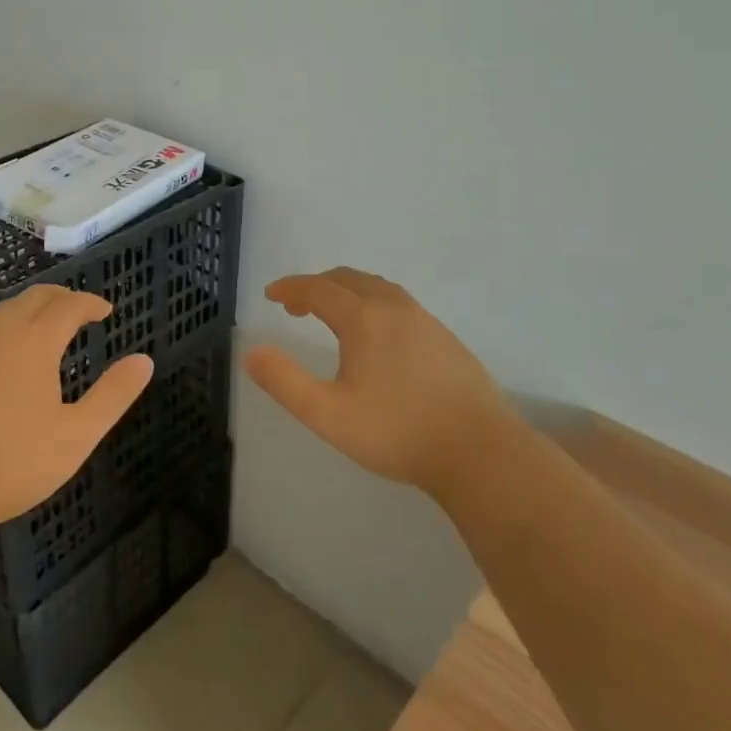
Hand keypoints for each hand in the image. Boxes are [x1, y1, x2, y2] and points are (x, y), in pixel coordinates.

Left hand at [0, 285, 153, 536]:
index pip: (68, 305)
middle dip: (61, 298)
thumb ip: (113, 395)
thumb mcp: (75, 436)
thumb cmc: (11, 463)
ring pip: (4, 312)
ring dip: (31, 310)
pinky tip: (5, 357)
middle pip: (34, 297)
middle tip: (80, 311)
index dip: (90, 303)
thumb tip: (144, 361)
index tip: (106, 311)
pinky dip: (5, 329)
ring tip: (46, 328)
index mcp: (34, 343)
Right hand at [246, 268, 519, 500]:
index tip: (271, 294)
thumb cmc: (397, 432)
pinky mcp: (444, 336)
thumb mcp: (328, 414)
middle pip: (347, 279)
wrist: (479, 451)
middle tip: (296, 306)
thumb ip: (285, 382)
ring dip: (346, 290)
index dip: (291, 288)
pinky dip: (372, 301)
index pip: (317, 289)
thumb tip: (251, 352)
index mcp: (363, 318)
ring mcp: (424, 318)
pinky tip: (375, 333)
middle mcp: (393, 306)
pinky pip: (397, 302)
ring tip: (332, 313)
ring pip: (376, 287)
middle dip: (316, 286)